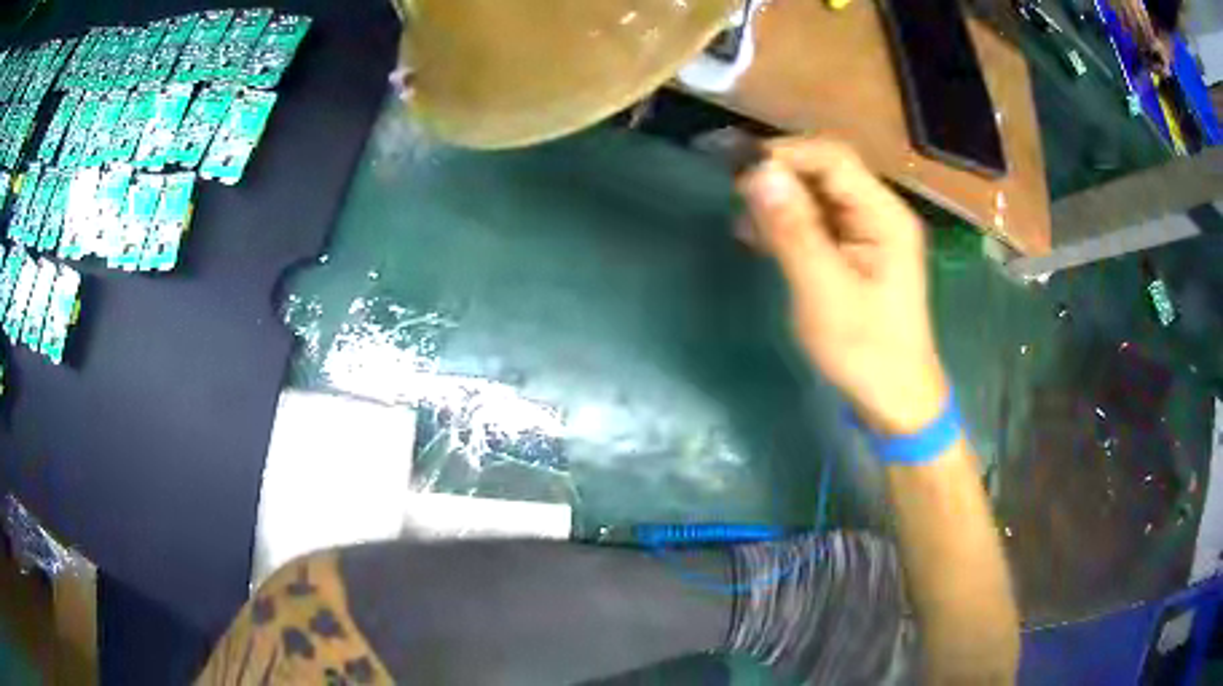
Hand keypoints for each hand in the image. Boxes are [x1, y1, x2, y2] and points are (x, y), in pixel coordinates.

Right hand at [738, 137, 947, 434]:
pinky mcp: (857, 251)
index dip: (785, 155)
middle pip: (826, 171)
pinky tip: (761, 238)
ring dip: (781, 200)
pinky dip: (789, 223)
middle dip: (780, 176)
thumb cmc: (866, 352)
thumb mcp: (824, 293)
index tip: (739, 171)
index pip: (832, 158)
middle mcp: (880, 213)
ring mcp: (870, 232)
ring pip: (819, 194)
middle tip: (736, 196)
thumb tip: (759, 174)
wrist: (896, 400)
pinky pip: (819, 221)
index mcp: (884, 216)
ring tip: (744, 222)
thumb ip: (794, 231)